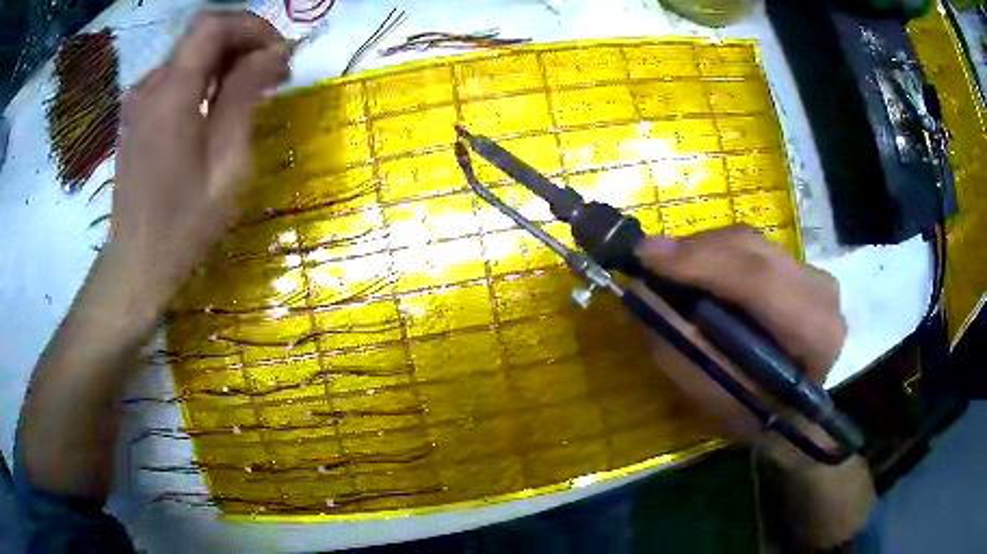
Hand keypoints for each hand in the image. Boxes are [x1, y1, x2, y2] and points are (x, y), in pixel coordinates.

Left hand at [16, 10, 289, 500]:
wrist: (134, 268)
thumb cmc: (183, 227)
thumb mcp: (227, 165)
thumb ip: (245, 97)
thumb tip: (274, 52)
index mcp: (171, 94)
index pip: (214, 25)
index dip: (253, 27)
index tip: (281, 53)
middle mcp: (150, 85)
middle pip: (202, 34)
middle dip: (244, 40)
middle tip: (274, 70)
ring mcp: (139, 100)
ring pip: (190, 54)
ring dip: (226, 59)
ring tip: (253, 88)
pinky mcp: (137, 116)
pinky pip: (176, 77)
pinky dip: (204, 77)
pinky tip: (219, 104)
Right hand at [637, 226, 872, 548]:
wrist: (800, 412)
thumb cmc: (760, 417)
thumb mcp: (717, 399)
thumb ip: (682, 349)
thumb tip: (641, 294)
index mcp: (815, 333)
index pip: (759, 280)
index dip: (701, 262)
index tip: (645, 257)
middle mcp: (821, 292)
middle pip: (751, 250)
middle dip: (694, 252)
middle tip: (647, 263)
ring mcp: (814, 273)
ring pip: (749, 242)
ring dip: (702, 252)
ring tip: (668, 271)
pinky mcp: (801, 266)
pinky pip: (751, 247)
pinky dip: (717, 255)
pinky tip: (698, 273)